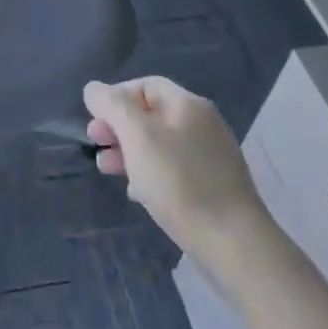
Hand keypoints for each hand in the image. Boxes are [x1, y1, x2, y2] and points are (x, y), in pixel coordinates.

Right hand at [84, 77, 267, 274]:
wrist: (233, 243)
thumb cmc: (179, 182)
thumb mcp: (137, 136)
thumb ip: (112, 106)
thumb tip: (94, 89)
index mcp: (188, 104)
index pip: (145, 85)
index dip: (116, 97)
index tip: (96, 121)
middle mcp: (202, 124)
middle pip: (151, 114)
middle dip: (118, 127)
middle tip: (96, 144)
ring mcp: (210, 156)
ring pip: (160, 144)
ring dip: (129, 152)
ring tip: (108, 170)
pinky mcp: (213, 186)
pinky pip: (173, 169)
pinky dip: (150, 174)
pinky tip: (138, 194)